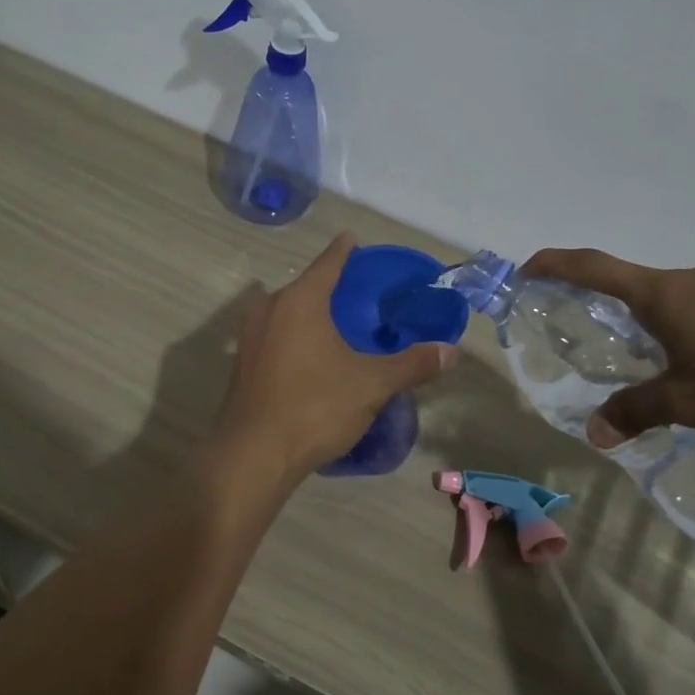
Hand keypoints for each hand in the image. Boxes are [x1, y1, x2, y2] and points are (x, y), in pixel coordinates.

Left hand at [209, 232, 459, 486]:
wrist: (253, 456)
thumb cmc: (314, 407)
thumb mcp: (371, 385)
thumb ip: (412, 364)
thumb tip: (452, 351)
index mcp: (300, 301)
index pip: (328, 264)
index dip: (344, 250)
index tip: (353, 238)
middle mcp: (269, 309)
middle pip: (304, 287)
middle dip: (329, 285)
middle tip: (358, 291)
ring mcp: (249, 337)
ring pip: (286, 312)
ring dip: (309, 313)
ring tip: (337, 324)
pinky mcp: (242, 364)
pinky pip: (274, 335)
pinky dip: (294, 335)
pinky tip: (311, 356)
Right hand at [521, 249, 694, 448]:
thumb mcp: (687, 402)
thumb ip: (636, 412)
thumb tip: (595, 434)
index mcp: (663, 294)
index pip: (594, 267)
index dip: (556, 264)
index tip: (529, 267)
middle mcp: (694, 278)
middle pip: (639, 285)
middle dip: (618, 309)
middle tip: (612, 342)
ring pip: (681, 298)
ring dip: (665, 322)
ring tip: (674, 365)